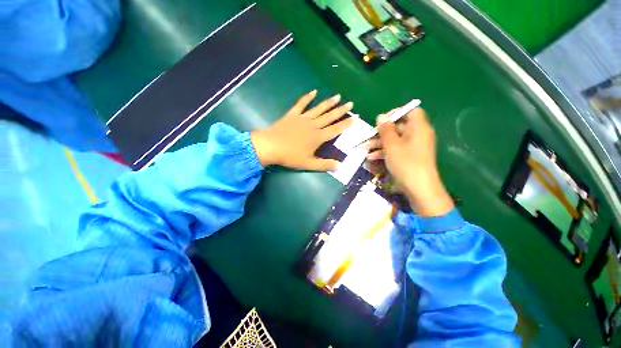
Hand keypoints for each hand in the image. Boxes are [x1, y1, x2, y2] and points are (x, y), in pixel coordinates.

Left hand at [251, 90, 353, 170]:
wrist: (271, 146)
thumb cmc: (290, 156)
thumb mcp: (308, 164)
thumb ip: (324, 165)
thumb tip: (340, 167)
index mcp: (318, 137)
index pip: (336, 130)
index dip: (346, 124)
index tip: (355, 118)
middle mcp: (313, 125)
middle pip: (330, 117)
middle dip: (341, 111)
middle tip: (351, 103)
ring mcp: (303, 118)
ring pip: (319, 109)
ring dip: (329, 103)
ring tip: (338, 96)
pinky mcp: (293, 115)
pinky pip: (301, 104)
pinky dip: (307, 97)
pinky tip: (314, 91)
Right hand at [364, 108, 453, 216]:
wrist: (419, 189)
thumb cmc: (406, 163)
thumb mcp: (392, 145)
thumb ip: (385, 130)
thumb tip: (381, 116)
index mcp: (418, 127)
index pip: (410, 111)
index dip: (395, 113)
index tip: (381, 121)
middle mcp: (417, 135)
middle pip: (398, 127)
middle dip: (381, 132)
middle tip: (368, 137)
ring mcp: (413, 147)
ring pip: (394, 140)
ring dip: (379, 144)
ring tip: (364, 149)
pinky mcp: (409, 157)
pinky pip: (396, 150)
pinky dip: (384, 152)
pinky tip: (371, 158)